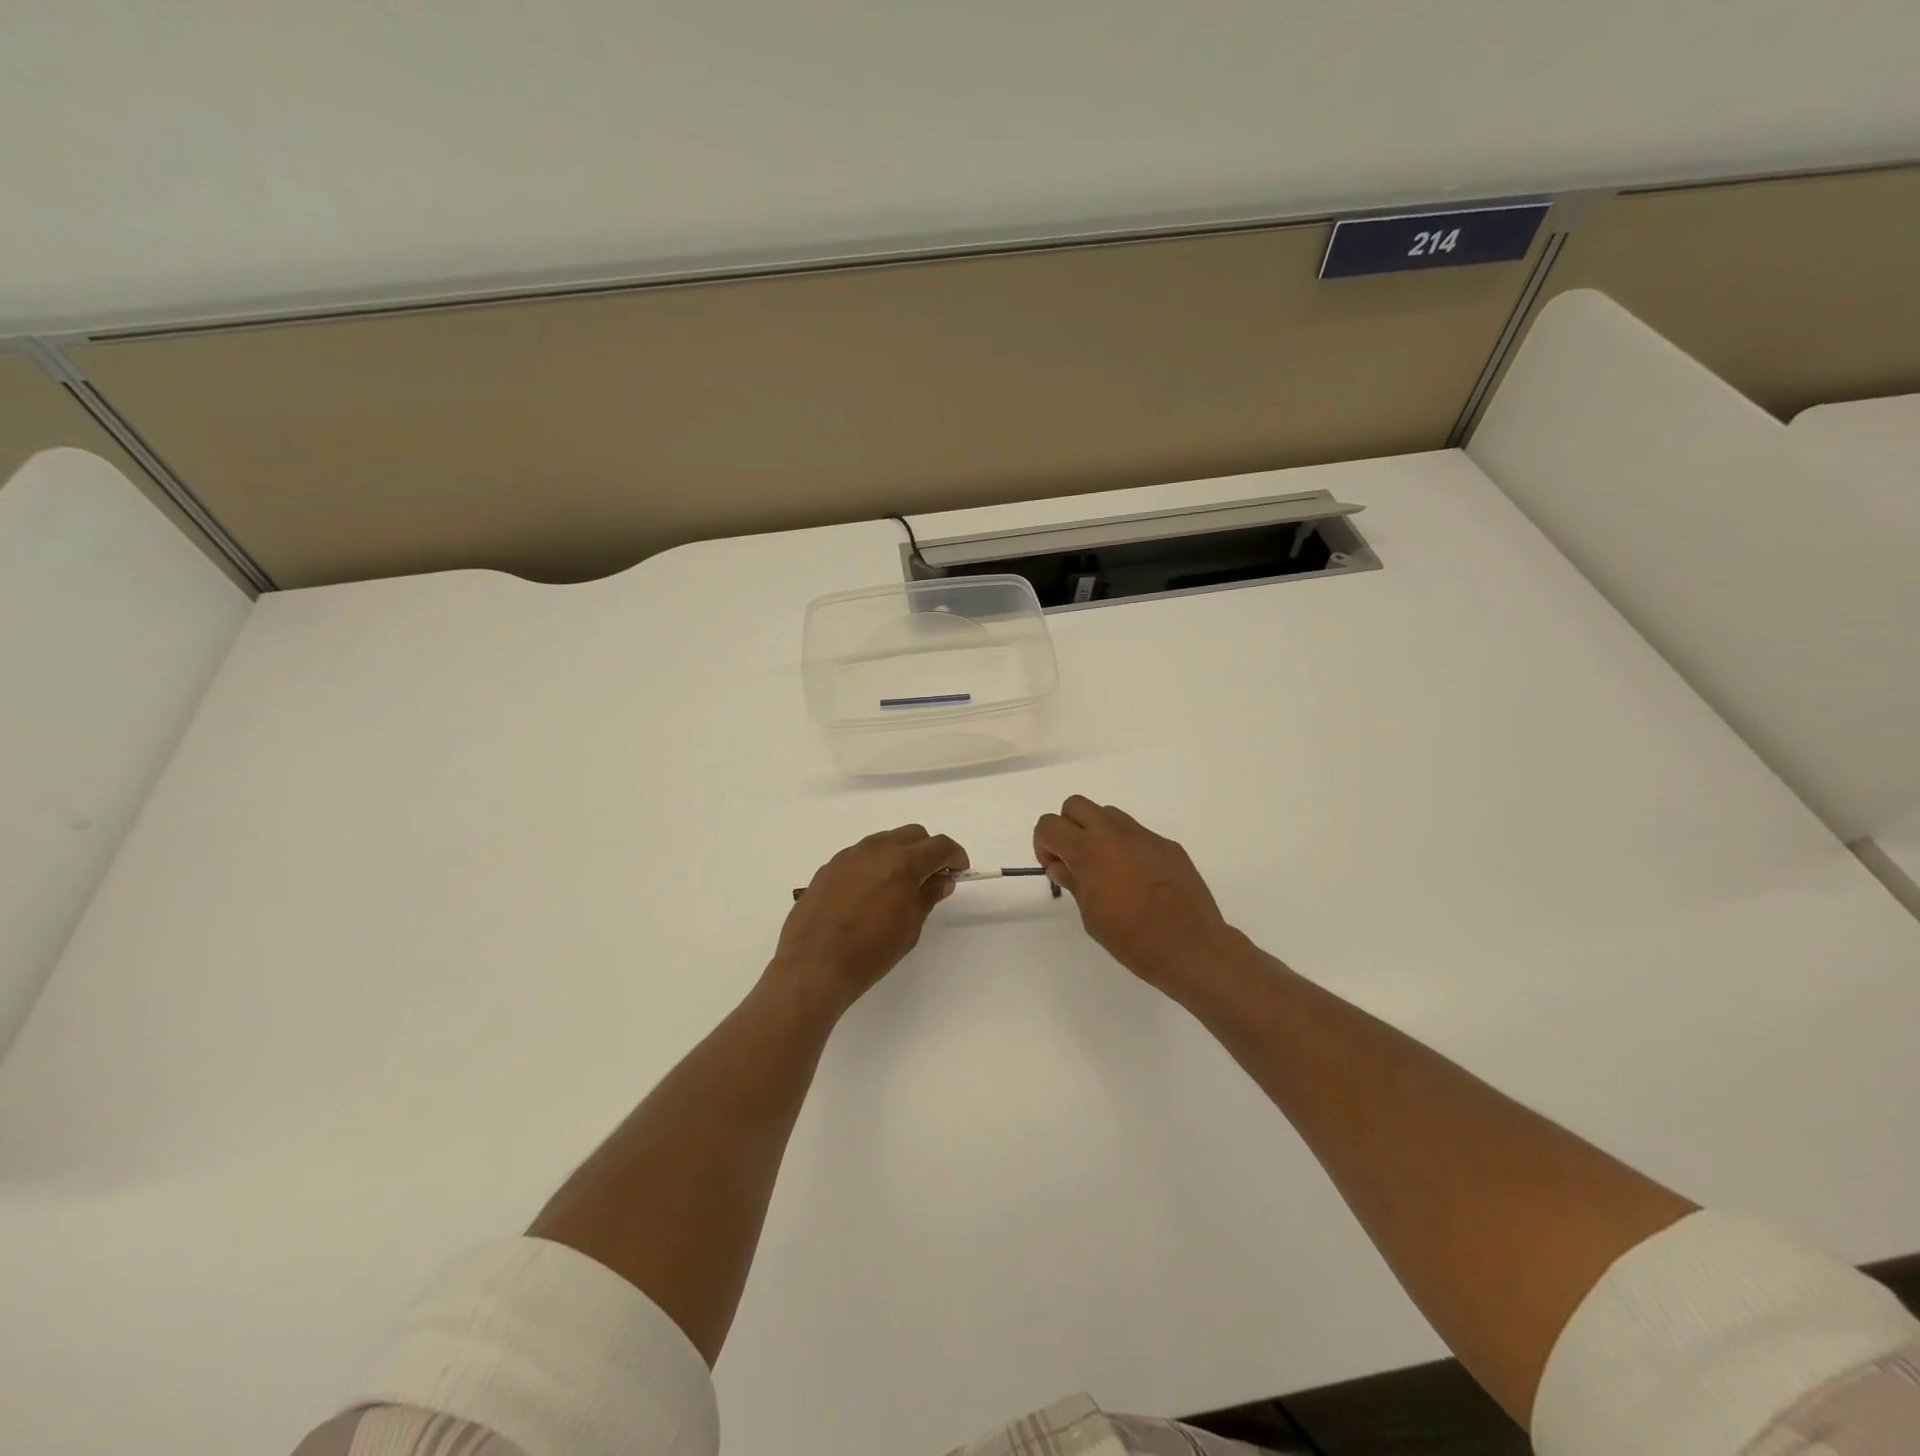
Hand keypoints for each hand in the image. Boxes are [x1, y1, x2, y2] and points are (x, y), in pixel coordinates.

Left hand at [775, 824, 968, 1007]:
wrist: (813, 965)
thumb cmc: (870, 952)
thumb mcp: (909, 928)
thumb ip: (927, 896)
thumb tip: (941, 880)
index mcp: (902, 863)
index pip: (939, 845)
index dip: (955, 856)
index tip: (959, 871)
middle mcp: (876, 849)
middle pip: (913, 834)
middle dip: (928, 850)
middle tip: (932, 877)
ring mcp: (849, 855)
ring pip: (885, 841)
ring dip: (900, 854)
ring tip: (900, 884)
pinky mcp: (829, 867)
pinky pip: (861, 855)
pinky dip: (875, 864)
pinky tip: (871, 892)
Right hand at [1033, 796, 1231, 991]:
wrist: (1187, 944)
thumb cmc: (1130, 937)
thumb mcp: (1089, 914)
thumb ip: (1073, 881)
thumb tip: (1062, 866)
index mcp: (1087, 850)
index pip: (1049, 825)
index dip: (1044, 844)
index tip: (1056, 868)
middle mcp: (1113, 833)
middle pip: (1076, 805)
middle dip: (1069, 827)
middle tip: (1077, 860)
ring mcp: (1143, 836)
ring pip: (1109, 814)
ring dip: (1099, 833)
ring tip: (1109, 868)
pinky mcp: (1167, 844)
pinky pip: (1138, 834)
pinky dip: (1129, 847)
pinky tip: (1140, 879)